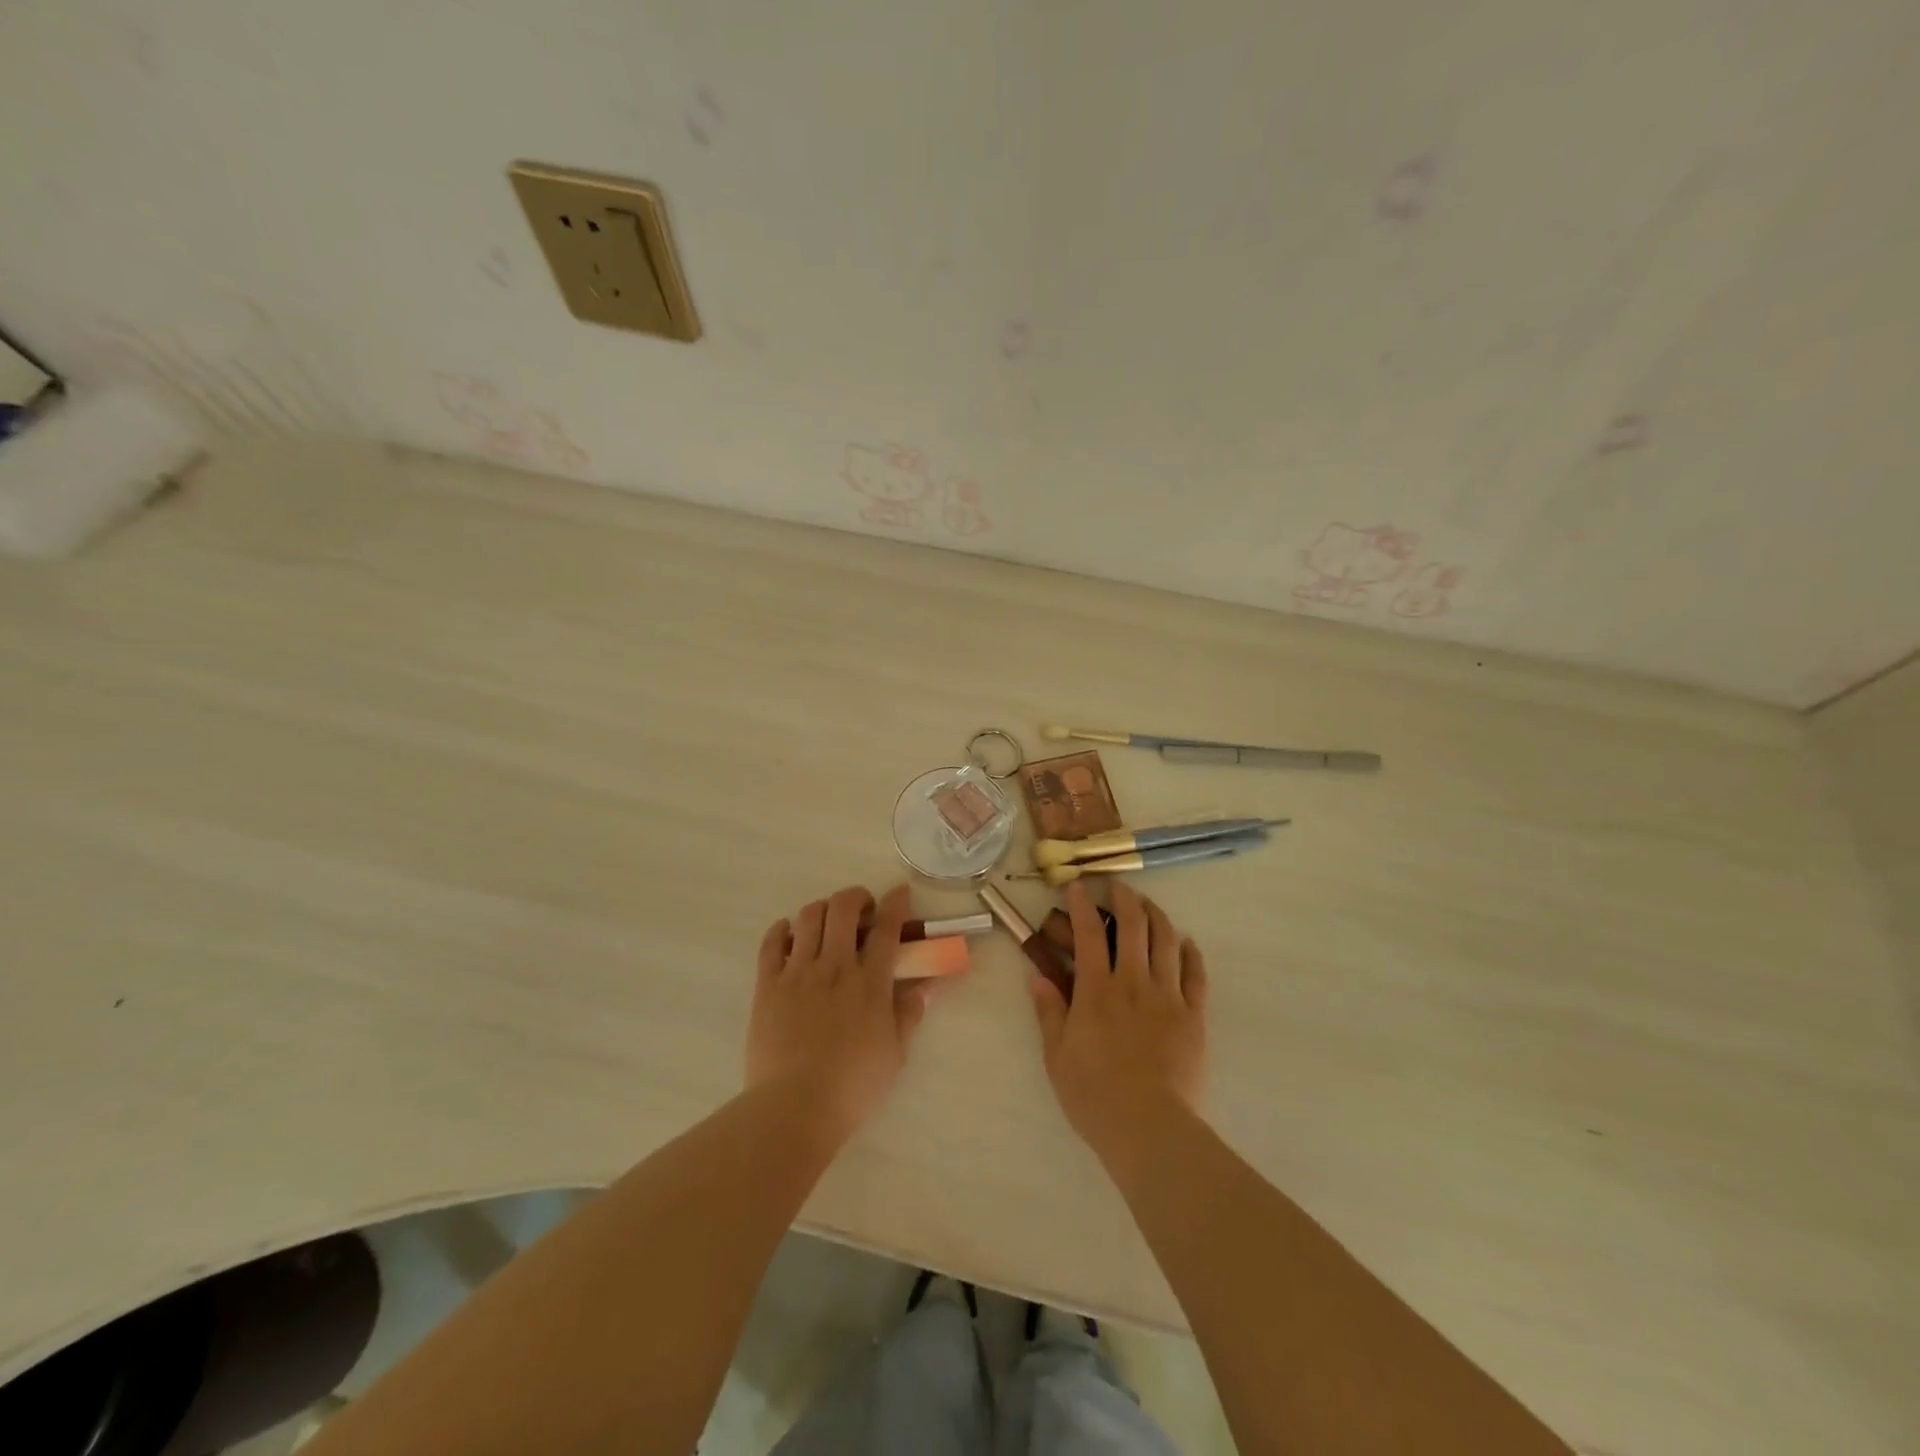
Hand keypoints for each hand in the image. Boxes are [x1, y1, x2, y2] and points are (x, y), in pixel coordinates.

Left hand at [746, 883, 933, 1145]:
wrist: (794, 1107)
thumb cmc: (853, 1086)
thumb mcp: (895, 1052)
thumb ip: (910, 1012)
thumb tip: (930, 985)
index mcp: (869, 982)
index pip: (886, 928)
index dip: (895, 903)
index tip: (900, 892)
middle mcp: (834, 966)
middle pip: (843, 909)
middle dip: (856, 897)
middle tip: (862, 908)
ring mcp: (798, 972)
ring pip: (808, 917)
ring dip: (822, 909)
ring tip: (828, 922)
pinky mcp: (768, 985)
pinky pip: (772, 943)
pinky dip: (782, 930)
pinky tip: (790, 933)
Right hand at [1029, 881, 1207, 1160]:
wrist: (1149, 1128)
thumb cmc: (1094, 1095)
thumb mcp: (1056, 1056)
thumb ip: (1049, 1011)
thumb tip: (1037, 976)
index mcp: (1096, 990)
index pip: (1088, 934)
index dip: (1082, 905)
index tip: (1077, 886)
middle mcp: (1133, 982)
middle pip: (1133, 926)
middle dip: (1125, 898)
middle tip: (1118, 886)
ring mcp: (1167, 996)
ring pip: (1166, 941)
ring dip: (1157, 915)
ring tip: (1149, 905)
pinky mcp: (1193, 1016)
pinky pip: (1196, 975)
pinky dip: (1191, 953)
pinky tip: (1186, 942)